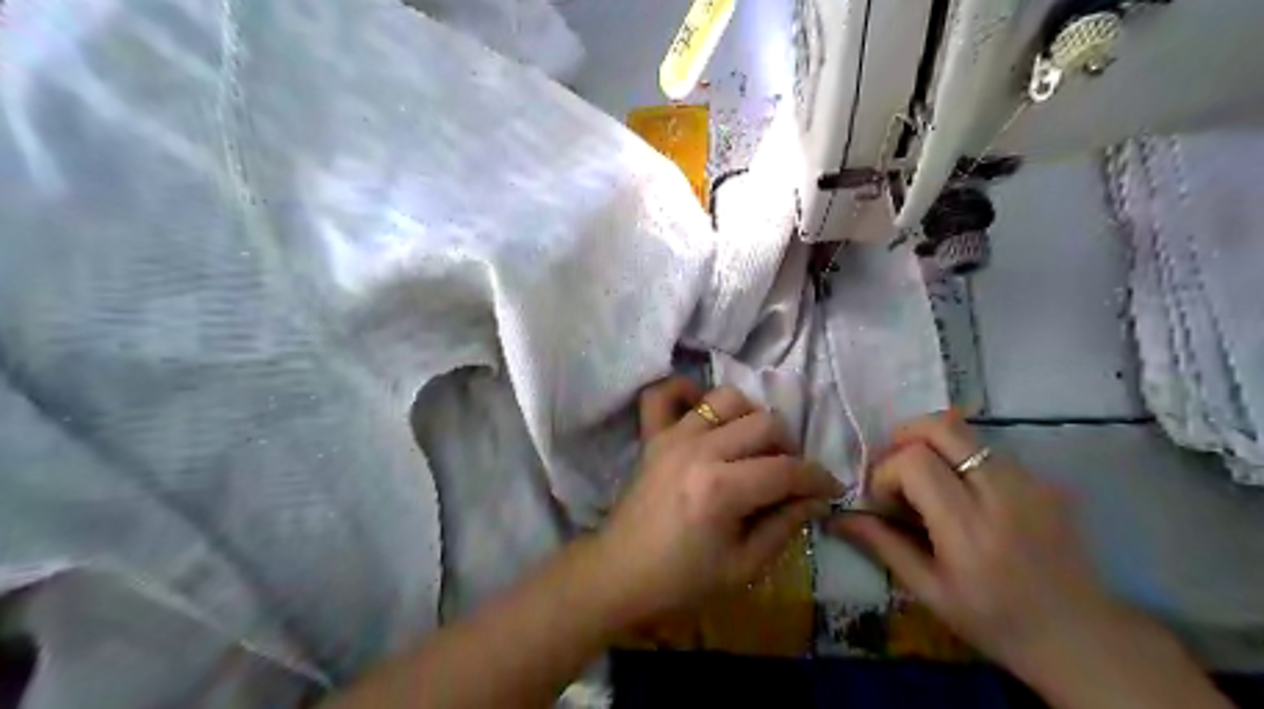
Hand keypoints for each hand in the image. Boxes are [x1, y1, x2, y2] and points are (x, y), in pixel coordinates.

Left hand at [598, 381, 840, 623]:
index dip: (818, 479)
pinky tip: (704, 413)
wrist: (620, 574)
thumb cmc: (682, 580)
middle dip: (789, 448)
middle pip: (764, 424)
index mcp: (721, 489)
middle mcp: (699, 450)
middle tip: (789, 476)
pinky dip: (686, 392)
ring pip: (726, 399)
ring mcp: (672, 436)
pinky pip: (664, 394)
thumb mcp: (743, 567)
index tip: (831, 490)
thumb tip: (816, 499)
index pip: (786, 469)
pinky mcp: (652, 435)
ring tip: (753, 446)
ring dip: (750, 417)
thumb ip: (785, 526)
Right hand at [837, 417, 1120, 675]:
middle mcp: (1002, 495)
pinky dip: (960, 459)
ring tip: (926, 483)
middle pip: (942, 427)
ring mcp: (1030, 482)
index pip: (915, 462)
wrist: (1082, 638)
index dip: (886, 472)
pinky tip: (961, 495)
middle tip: (895, 470)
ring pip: (965, 432)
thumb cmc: (995, 621)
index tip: (883, 501)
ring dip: (931, 446)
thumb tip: (837, 516)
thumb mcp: (929, 592)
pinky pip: (988, 449)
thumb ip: (883, 544)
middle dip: (905, 437)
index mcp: (969, 530)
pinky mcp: (1045, 480)